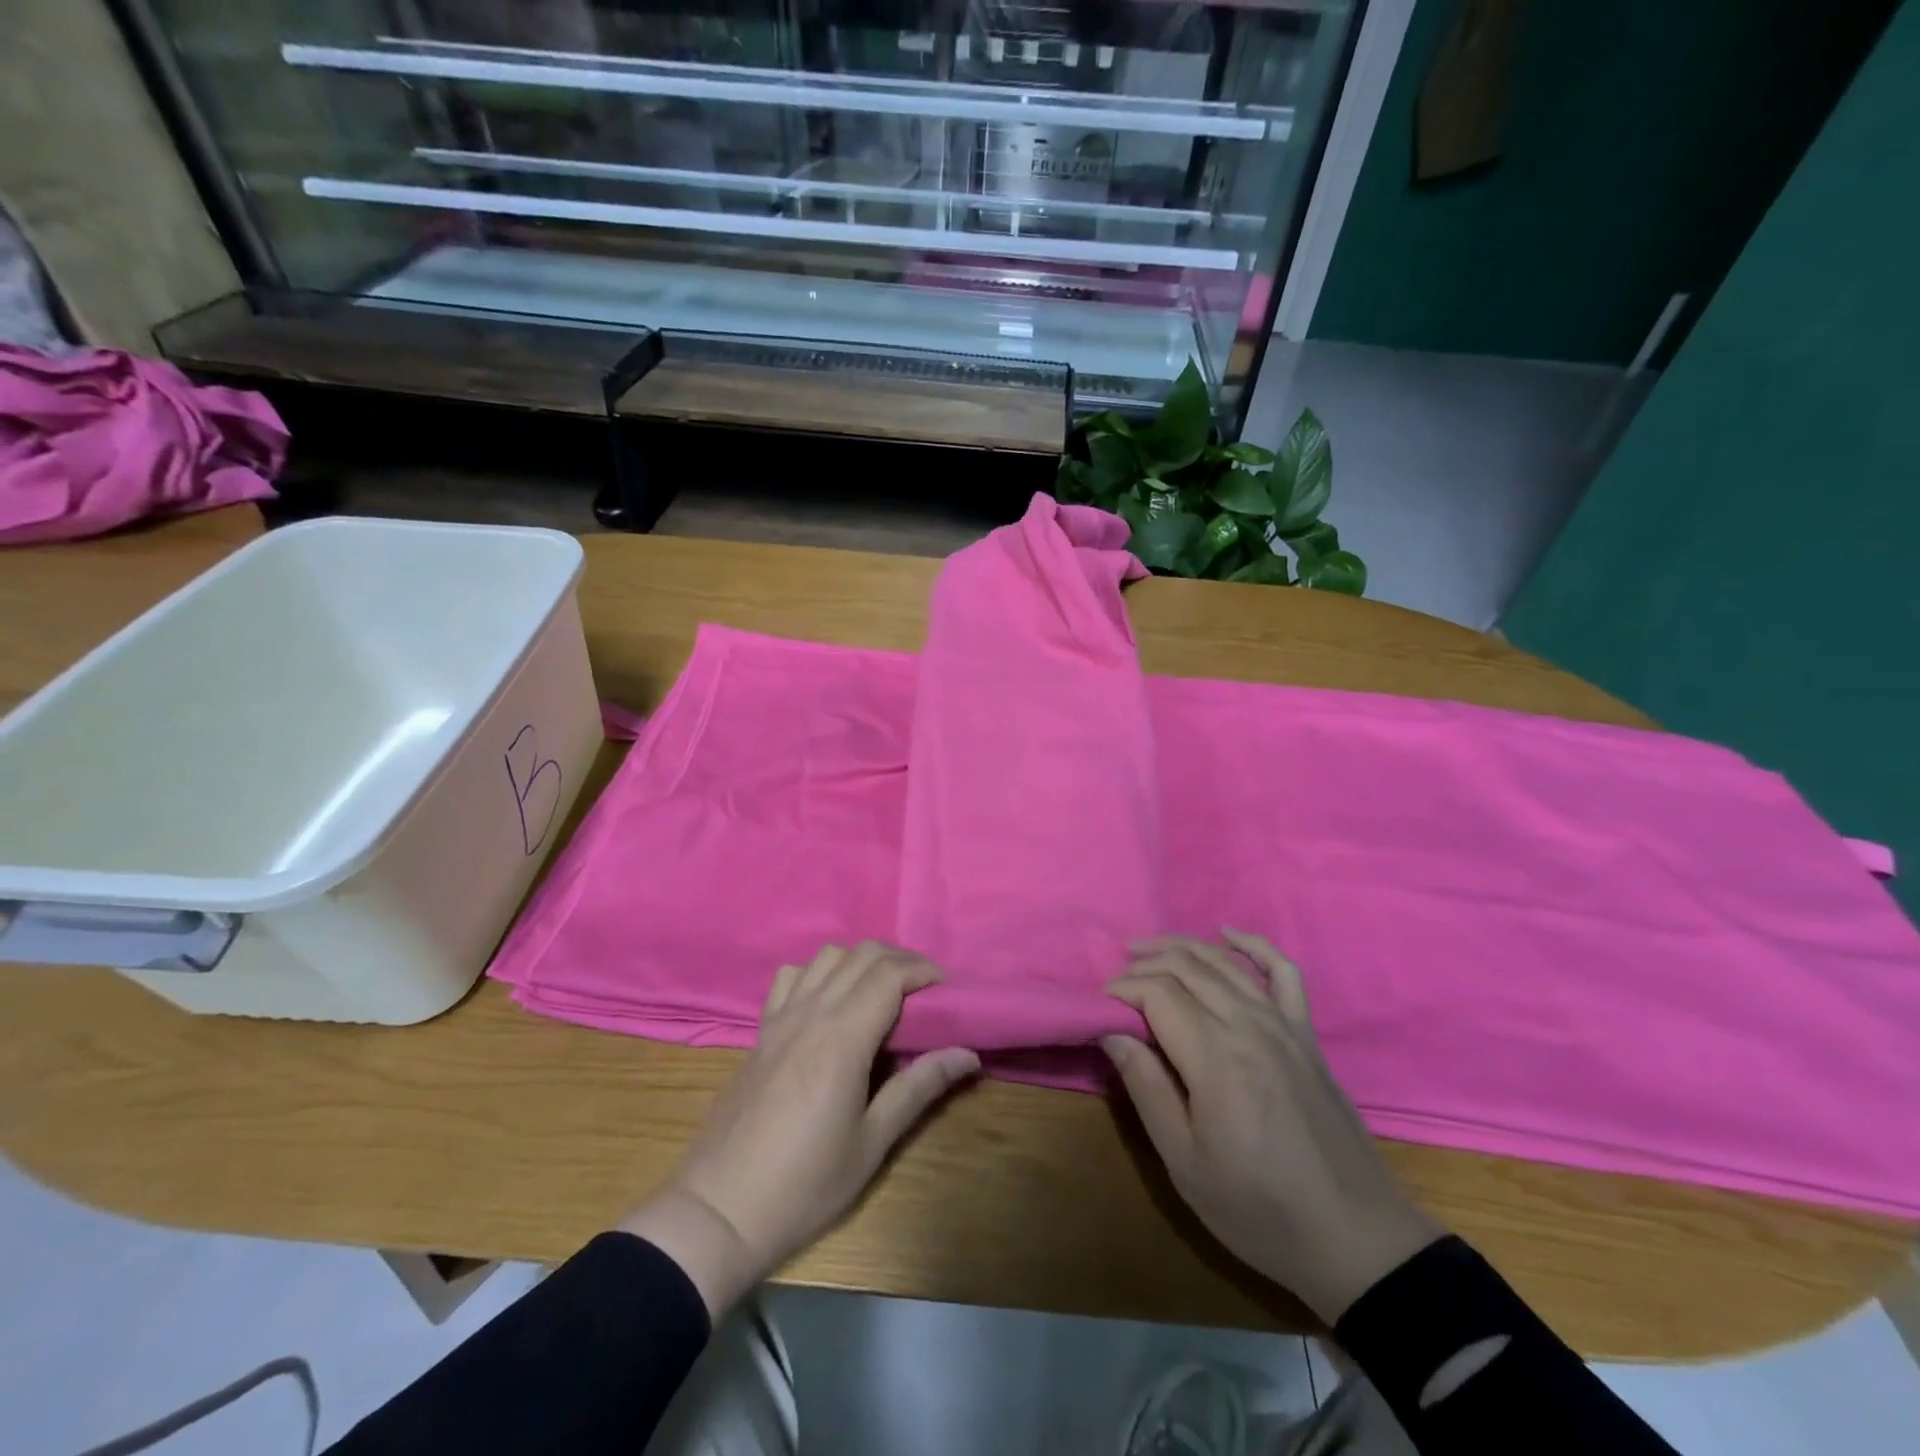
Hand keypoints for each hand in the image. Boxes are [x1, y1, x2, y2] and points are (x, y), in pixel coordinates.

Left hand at [621, 942, 979, 1317]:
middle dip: (900, 960)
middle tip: (925, 992)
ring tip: (882, 994)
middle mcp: (811, 1013)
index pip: (889, 973)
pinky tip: (829, 1002)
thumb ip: (919, 1088)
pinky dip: (818, 972)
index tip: (947, 992)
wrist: (719, 1210)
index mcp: (842, 1038)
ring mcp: (780, 1018)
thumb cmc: (804, 1185)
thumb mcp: (872, 1143)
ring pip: (826, 956)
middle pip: (861, 954)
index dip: (923, 970)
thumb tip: (968, 1054)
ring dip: (861, 961)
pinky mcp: (760, 1031)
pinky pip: (791, 976)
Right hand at [1104, 930, 1440, 1322]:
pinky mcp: (1307, 1035)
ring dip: (1181, 947)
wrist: (1353, 1238)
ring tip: (1146, 949)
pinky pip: (1283, 972)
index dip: (1121, 989)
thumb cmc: (1259, 1209)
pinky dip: (1254, 945)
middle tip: (1115, 978)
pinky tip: (1228, 933)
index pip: (1157, 992)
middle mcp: (1249, 1025)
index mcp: (1215, 1057)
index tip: (1099, 1007)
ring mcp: (1283, 1025)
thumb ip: (1146, 1088)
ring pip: (1224, 962)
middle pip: (1187, 967)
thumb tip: (1111, 1032)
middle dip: (1144, 963)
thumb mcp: (1185, 1161)